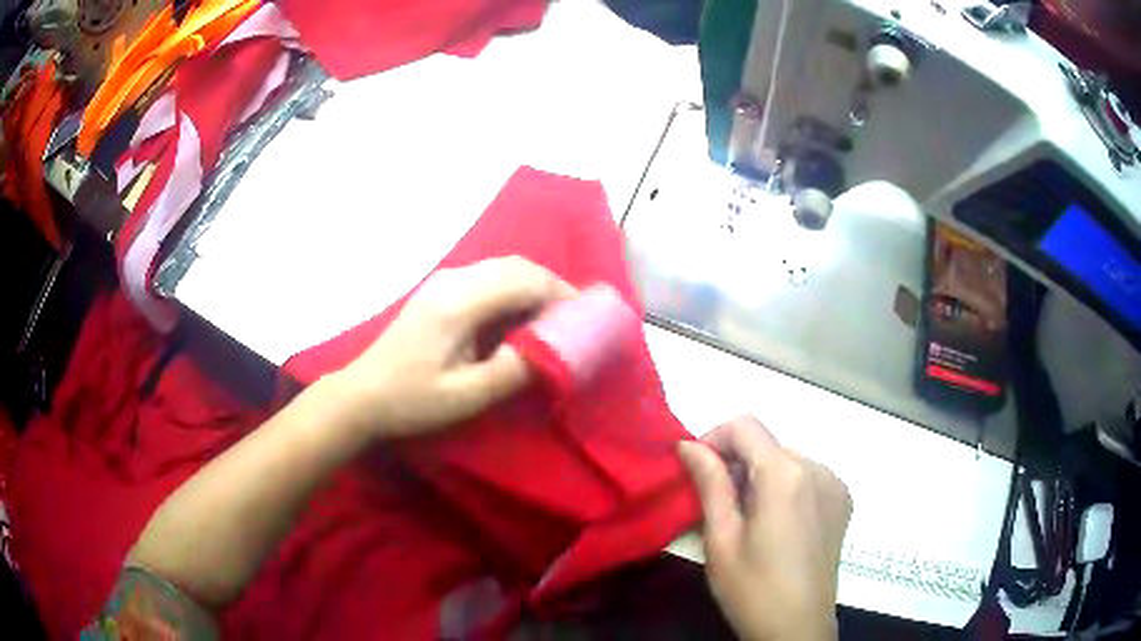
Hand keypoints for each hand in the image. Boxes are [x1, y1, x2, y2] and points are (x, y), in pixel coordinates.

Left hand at [334, 256, 575, 438]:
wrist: (361, 394)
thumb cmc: (411, 400)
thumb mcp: (467, 395)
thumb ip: (515, 371)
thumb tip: (555, 352)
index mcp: (460, 302)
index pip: (524, 280)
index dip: (561, 294)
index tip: (586, 317)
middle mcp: (453, 280)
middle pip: (516, 266)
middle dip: (551, 287)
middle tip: (575, 319)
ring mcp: (443, 281)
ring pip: (502, 268)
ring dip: (532, 287)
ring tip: (552, 319)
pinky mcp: (438, 290)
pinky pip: (487, 277)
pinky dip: (512, 290)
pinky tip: (518, 318)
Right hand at [677, 416, 851, 640]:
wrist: (797, 628)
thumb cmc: (752, 590)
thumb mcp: (721, 540)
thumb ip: (709, 484)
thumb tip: (688, 445)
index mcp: (785, 475)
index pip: (745, 425)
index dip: (714, 439)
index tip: (697, 471)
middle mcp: (817, 467)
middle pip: (767, 443)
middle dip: (736, 462)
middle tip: (717, 504)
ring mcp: (835, 483)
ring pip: (787, 459)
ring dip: (761, 476)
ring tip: (748, 519)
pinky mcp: (843, 500)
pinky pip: (808, 476)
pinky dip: (786, 487)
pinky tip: (777, 524)